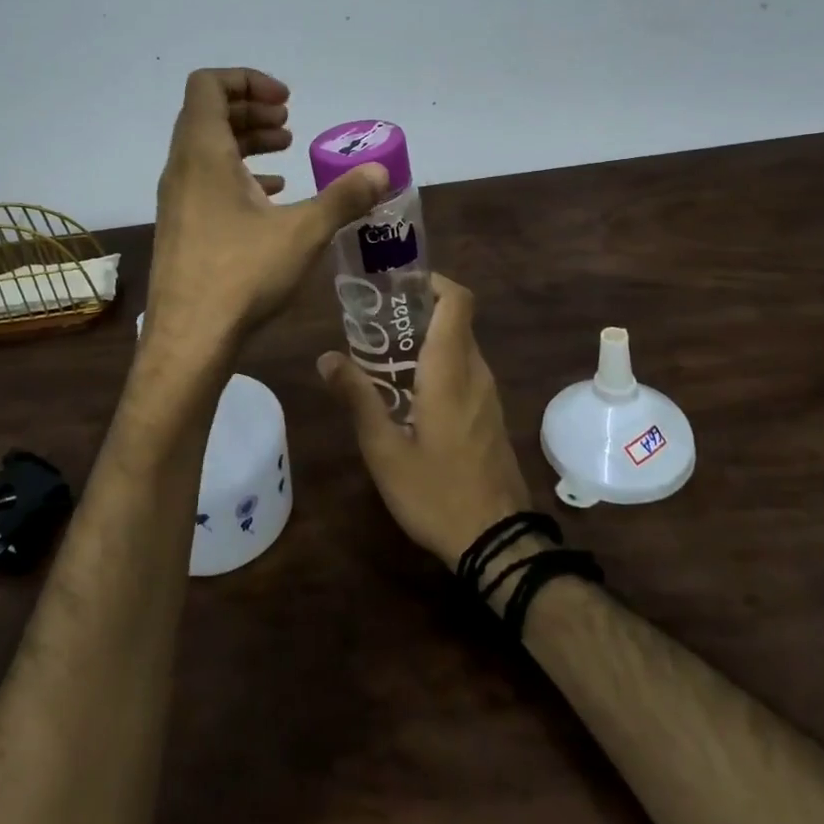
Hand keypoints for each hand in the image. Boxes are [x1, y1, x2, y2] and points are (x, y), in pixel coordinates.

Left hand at [145, 68, 388, 351]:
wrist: (188, 340)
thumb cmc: (241, 275)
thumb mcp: (303, 232)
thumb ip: (344, 196)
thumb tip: (381, 171)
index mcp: (203, 153)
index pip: (209, 85)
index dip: (248, 80)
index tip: (286, 101)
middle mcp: (182, 167)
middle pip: (209, 113)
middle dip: (252, 110)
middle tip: (290, 124)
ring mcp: (177, 199)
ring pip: (207, 149)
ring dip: (246, 142)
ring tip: (286, 154)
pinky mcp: (181, 226)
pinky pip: (206, 180)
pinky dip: (237, 175)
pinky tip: (270, 197)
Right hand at [318, 274, 534, 569]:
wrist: (497, 542)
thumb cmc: (436, 492)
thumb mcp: (384, 450)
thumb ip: (357, 398)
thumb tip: (326, 357)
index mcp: (450, 370)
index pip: (457, 301)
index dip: (433, 281)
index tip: (398, 283)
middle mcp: (475, 372)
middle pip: (455, 319)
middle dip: (419, 309)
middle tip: (375, 319)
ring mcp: (487, 393)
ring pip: (461, 344)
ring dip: (428, 337)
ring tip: (383, 351)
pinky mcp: (490, 413)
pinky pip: (465, 369)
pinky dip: (439, 361)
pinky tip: (408, 389)